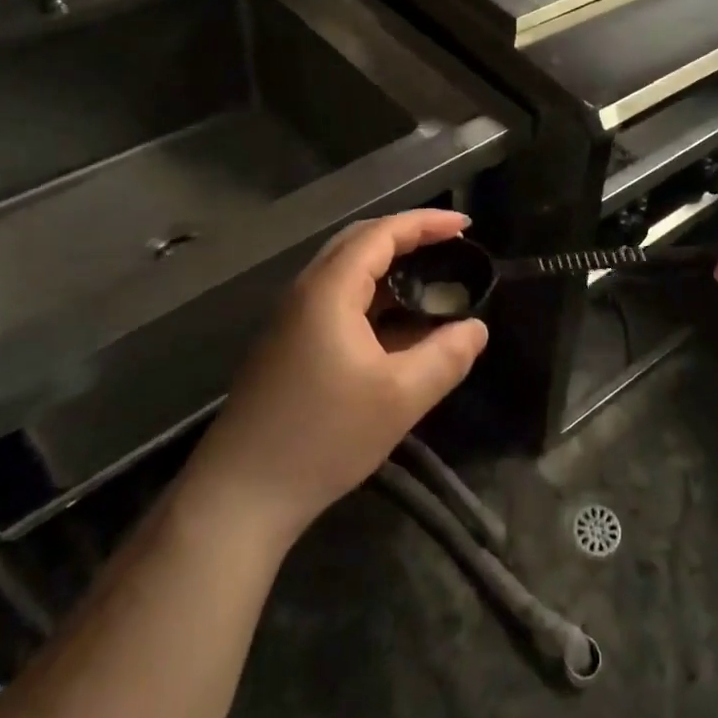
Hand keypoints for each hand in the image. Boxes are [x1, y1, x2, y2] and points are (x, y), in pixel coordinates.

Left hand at [191, 209, 487, 542]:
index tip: (466, 225)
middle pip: (360, 241)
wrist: (240, 495)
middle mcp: (305, 291)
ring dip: (389, 266)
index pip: (382, 233)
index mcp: (329, 289)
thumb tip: (477, 328)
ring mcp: (291, 317)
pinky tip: (396, 323)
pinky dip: (372, 295)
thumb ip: (446, 357)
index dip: (426, 223)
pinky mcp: (287, 343)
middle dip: (408, 236)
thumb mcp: (399, 398)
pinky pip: (336, 298)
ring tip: (430, 279)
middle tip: (450, 246)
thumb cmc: (323, 437)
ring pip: (346, 270)